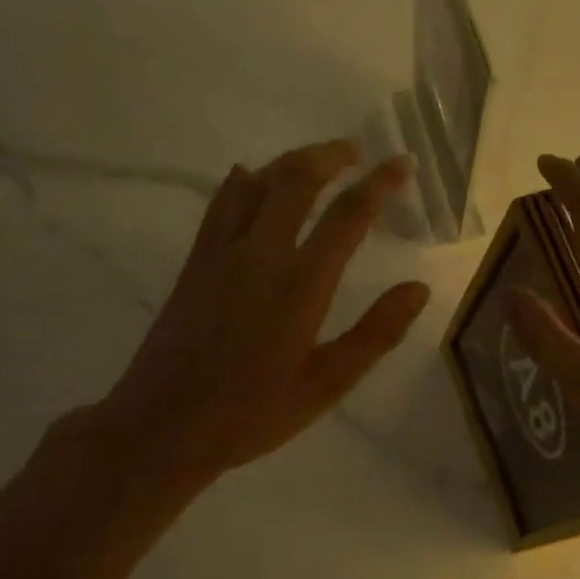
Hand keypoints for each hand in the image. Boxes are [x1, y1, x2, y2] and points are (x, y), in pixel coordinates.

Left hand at [93, 140, 431, 499]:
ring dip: (290, 161)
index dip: (380, 183)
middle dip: (330, 156)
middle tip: (356, 151)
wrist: (162, 427)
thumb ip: (376, 333)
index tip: (402, 162)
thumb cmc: (252, 413)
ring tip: (316, 159)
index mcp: (301, 284)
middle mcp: (261, 255)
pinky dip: (242, 181)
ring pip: (256, 183)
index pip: (348, 216)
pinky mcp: (195, 263)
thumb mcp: (327, 384)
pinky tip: (249, 176)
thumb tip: (418, 289)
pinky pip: (221, 204)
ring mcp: (221, 254)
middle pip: (296, 180)